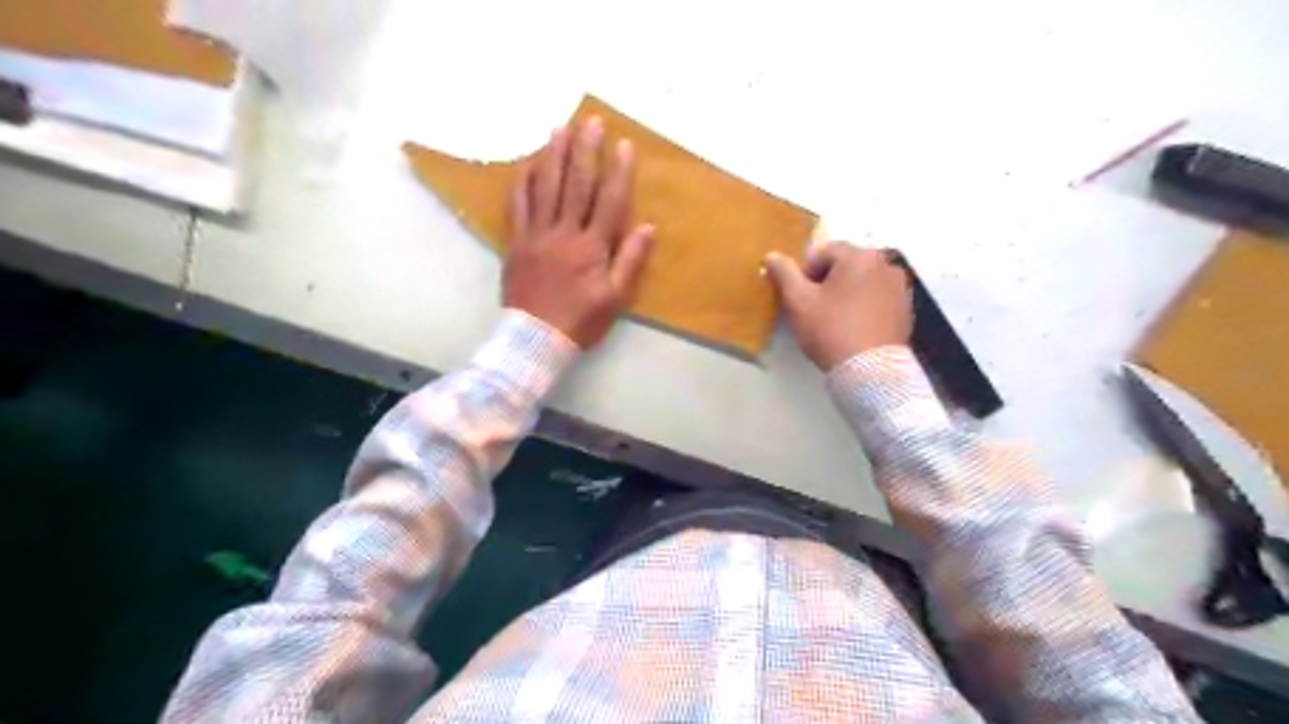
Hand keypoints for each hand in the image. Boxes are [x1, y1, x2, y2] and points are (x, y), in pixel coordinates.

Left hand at [504, 115, 654, 346]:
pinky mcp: (515, 242)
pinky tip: (529, 162)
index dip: (618, 171)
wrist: (534, 339)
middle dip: (585, 151)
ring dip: (553, 155)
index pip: (609, 201)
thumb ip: (630, 260)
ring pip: (545, 187)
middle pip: (576, 185)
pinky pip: (518, 205)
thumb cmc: (580, 321)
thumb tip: (647, 226)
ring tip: (559, 128)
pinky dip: (523, 181)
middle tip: (590, 121)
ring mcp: (536, 235)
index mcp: (592, 247)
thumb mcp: (615, 298)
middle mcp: (564, 233)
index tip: (624, 145)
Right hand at [756, 243, 909, 370]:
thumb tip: (772, 255)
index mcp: (860, 256)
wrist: (871, 371)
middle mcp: (885, 263)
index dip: (805, 273)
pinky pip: (877, 297)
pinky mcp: (906, 308)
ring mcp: (900, 286)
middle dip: (826, 282)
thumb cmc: (831, 330)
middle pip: (845, 265)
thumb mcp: (798, 302)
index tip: (799, 298)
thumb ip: (784, 273)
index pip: (823, 253)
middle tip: (814, 309)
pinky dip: (863, 305)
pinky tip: (853, 327)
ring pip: (862, 281)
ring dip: (846, 293)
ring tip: (834, 319)